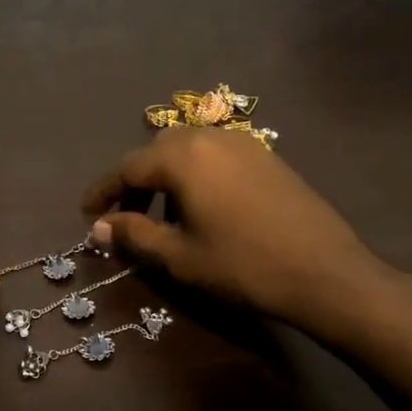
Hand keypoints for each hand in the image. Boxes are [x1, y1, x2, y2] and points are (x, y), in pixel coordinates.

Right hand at [82, 127, 410, 339]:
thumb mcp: (179, 256)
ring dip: (166, 175)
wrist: (323, 272)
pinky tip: (201, 205)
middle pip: (158, 151)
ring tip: (162, 213)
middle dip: (135, 181)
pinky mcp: (266, 157)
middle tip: (124, 215)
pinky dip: (196, 173)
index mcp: (183, 157)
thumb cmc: (242, 266)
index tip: (87, 212)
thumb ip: (135, 234)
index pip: (128, 167)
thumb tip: (100, 226)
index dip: (103, 191)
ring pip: (189, 149)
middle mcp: (210, 138)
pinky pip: (216, 155)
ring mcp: (244, 143)